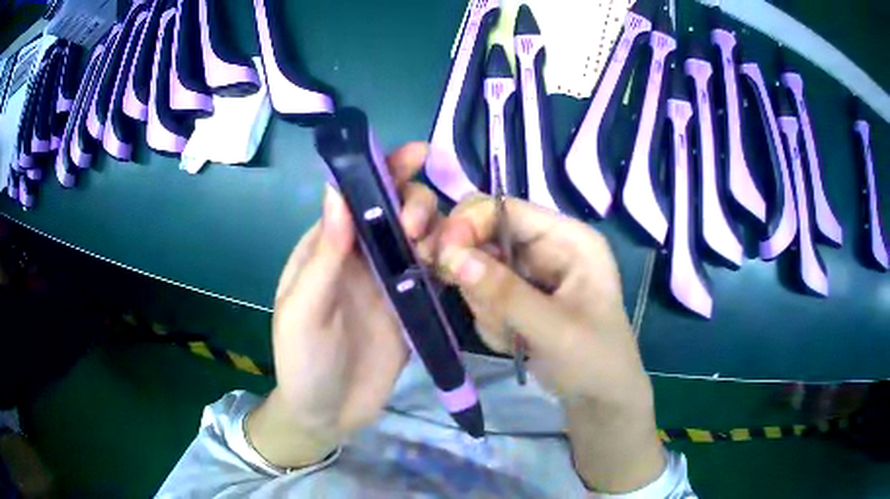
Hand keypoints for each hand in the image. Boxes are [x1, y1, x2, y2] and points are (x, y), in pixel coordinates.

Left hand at [247, 143, 438, 468]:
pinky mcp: (413, 305)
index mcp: (328, 247)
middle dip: (415, 204)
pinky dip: (449, 260)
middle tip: (417, 230)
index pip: (357, 196)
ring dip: (436, 231)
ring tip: (438, 253)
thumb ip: (323, 255)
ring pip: (422, 236)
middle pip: (397, 209)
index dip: (384, 170)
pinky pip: (436, 271)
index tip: (416, 154)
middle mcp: (362, 255)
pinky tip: (456, 265)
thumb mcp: (304, 310)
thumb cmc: (303, 361)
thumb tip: (338, 192)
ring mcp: (390, 280)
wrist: (328, 413)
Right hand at [432, 196, 664, 492]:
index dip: (469, 223)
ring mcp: (529, 271)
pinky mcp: (516, 294)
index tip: (440, 255)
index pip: (507, 209)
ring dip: (484, 304)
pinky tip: (514, 342)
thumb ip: (505, 294)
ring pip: (477, 267)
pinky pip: (480, 294)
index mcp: (568, 239)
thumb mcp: (555, 330)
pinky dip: (488, 319)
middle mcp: (546, 246)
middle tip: (468, 296)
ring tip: (514, 336)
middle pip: (485, 233)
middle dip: (472, 267)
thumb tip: (452, 257)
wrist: (597, 399)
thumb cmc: (594, 362)